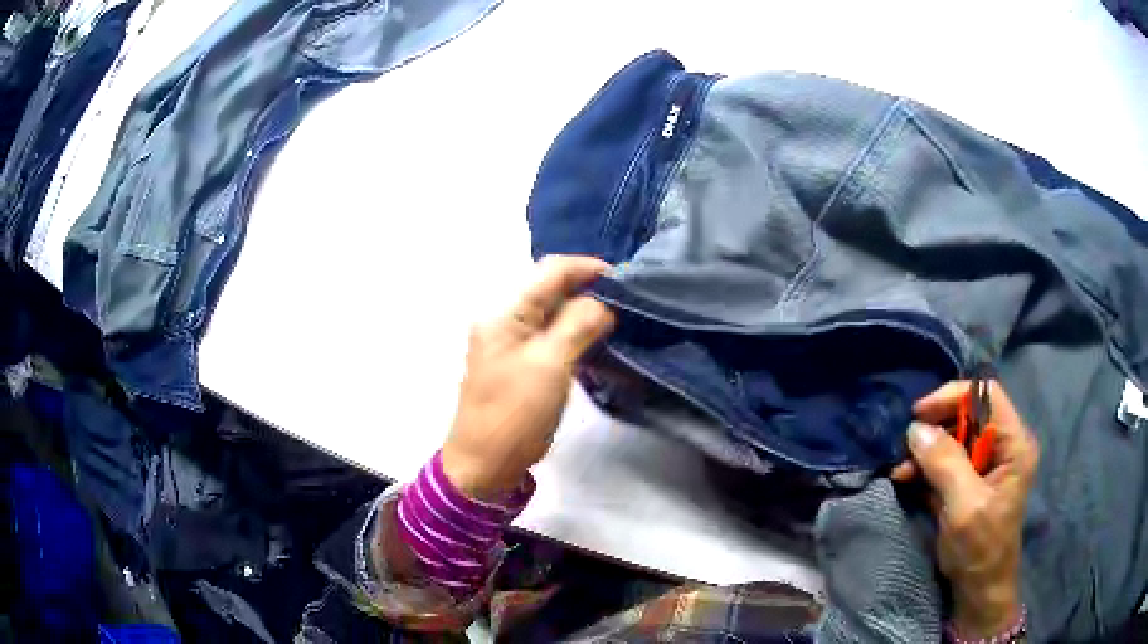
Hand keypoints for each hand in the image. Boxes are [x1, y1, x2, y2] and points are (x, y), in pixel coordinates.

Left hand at [441, 256, 615, 500]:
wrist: (485, 464)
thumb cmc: (514, 414)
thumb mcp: (550, 365)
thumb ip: (578, 325)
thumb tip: (603, 303)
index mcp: (504, 312)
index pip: (550, 271)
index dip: (587, 268)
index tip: (624, 280)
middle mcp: (503, 319)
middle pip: (550, 288)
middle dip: (588, 289)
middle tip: (626, 302)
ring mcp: (509, 341)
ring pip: (552, 312)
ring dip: (583, 311)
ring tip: (618, 319)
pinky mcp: (519, 362)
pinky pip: (550, 334)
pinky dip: (574, 332)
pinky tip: (596, 340)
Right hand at [892, 381, 1038, 638]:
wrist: (978, 589)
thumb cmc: (980, 548)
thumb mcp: (964, 506)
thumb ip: (945, 464)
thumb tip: (915, 429)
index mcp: (1014, 444)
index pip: (987, 397)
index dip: (954, 397)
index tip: (920, 414)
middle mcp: (1002, 447)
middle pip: (968, 416)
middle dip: (935, 428)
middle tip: (906, 445)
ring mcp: (985, 465)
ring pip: (953, 438)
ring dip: (926, 451)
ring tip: (901, 468)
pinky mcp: (969, 482)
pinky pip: (945, 462)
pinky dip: (924, 468)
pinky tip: (905, 478)